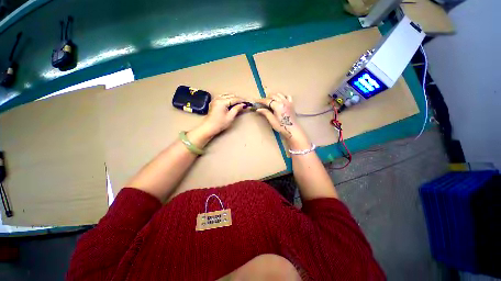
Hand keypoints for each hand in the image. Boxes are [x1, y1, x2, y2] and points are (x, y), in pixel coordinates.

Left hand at [198, 94, 246, 136]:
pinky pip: (222, 96)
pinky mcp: (214, 101)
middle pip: (231, 95)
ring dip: (233, 98)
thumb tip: (242, 105)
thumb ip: (236, 109)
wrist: (209, 127)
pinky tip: (231, 102)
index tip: (246, 103)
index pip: (234, 99)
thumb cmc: (220, 123)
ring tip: (238, 103)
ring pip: (226, 95)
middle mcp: (218, 98)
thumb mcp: (230, 117)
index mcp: (222, 102)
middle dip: (237, 99)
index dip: (241, 100)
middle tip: (243, 103)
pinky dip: (227, 98)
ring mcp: (215, 99)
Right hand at [256, 93, 309, 149]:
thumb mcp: (272, 120)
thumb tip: (258, 109)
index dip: (261, 100)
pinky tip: (280, 100)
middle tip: (262, 103)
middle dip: (266, 98)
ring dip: (273, 96)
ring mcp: (288, 102)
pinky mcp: (291, 104)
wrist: (292, 130)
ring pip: (279, 94)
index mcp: (278, 106)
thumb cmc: (281, 126)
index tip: (255, 100)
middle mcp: (283, 101)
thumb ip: (266, 113)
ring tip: (270, 101)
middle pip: (273, 96)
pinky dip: (282, 96)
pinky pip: (287, 96)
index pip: (267, 101)